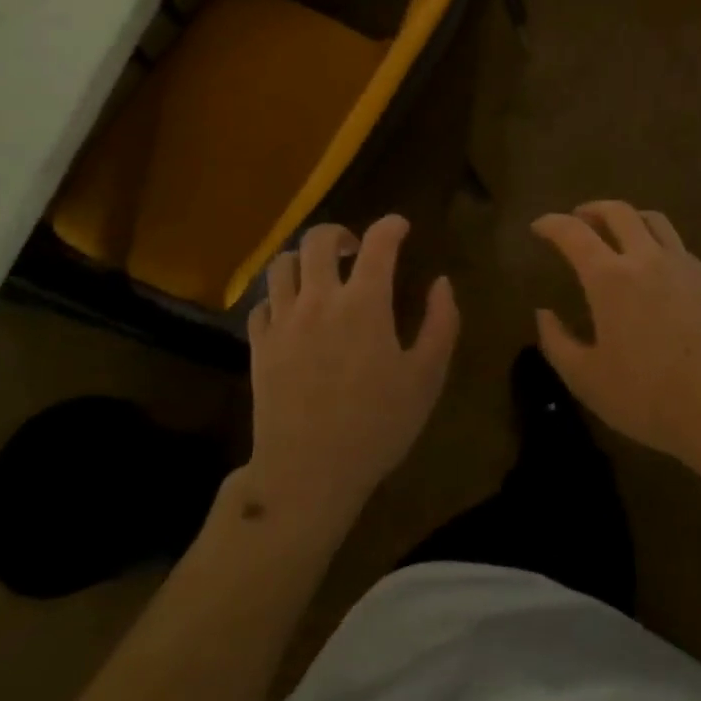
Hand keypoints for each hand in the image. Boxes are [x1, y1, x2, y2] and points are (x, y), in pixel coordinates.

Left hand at [244, 215, 458, 524]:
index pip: (378, 242)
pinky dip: (279, 297)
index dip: (391, 226)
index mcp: (364, 303)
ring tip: (319, 275)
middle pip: (319, 239)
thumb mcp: (427, 378)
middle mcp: (319, 299)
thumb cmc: (377, 426)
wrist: (308, 474)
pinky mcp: (258, 345)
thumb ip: (441, 323)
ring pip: (283, 264)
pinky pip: (262, 303)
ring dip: (304, 259)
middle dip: (340, 233)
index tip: (400, 228)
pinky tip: (292, 312)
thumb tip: (441, 283)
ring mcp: (283, 321)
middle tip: (354, 249)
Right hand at [532, 201, 700, 465]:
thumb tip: (543, 313)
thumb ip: (557, 342)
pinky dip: (657, 244)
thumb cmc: (648, 396)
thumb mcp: (586, 379)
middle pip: (618, 212)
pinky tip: (657, 269)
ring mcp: (684, 266)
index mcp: (609, 278)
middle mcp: (646, 259)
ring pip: (654, 220)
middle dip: (592, 209)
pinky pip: (678, 246)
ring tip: (619, 233)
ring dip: (629, 218)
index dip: (552, 224)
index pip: (573, 233)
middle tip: (579, 218)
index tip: (539, 226)